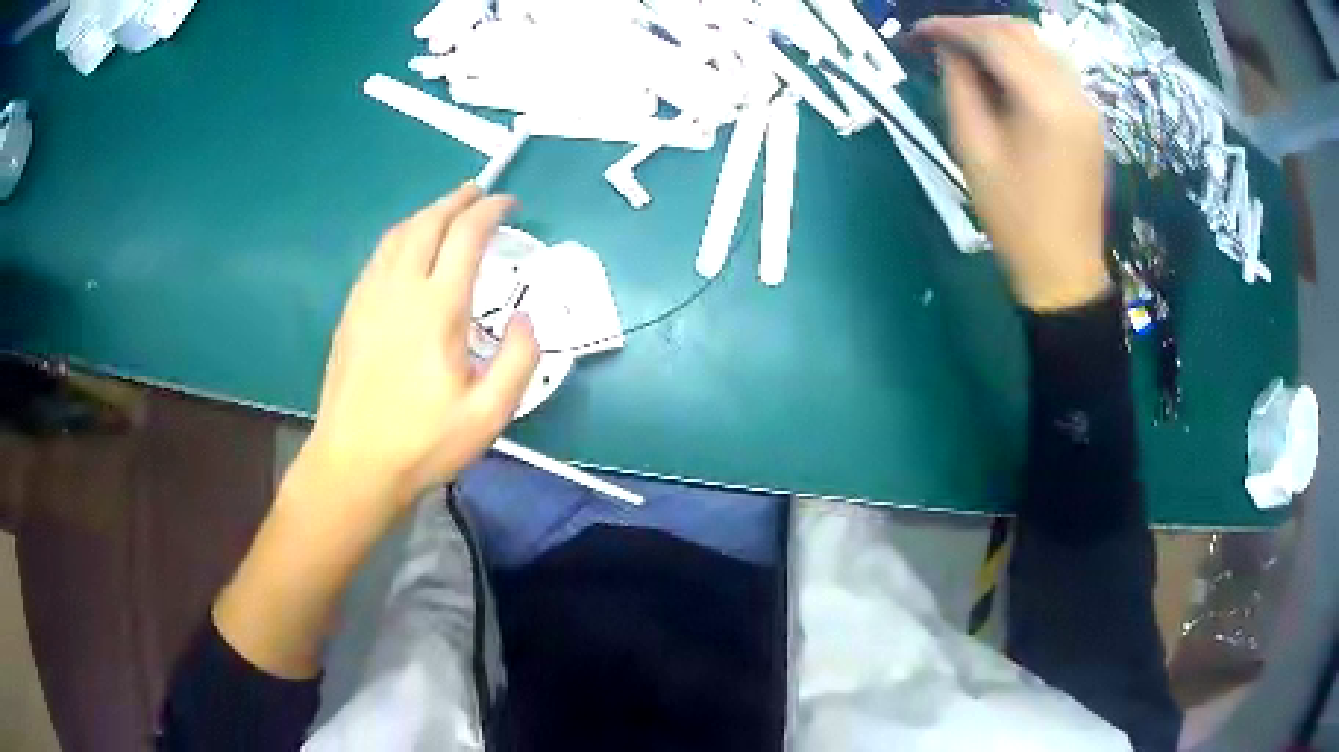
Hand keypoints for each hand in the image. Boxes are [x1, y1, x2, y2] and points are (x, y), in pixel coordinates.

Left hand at [293, 184, 538, 518]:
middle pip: (428, 223)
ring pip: (398, 235)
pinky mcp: (352, 313)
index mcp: (438, 308)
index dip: (490, 211)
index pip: (466, 236)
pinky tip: (407, 250)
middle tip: (478, 193)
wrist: (354, 463)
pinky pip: (378, 257)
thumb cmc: (422, 443)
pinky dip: (400, 238)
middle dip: (457, 200)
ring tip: (446, 213)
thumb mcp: (488, 415)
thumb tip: (527, 320)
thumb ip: (519, 361)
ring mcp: (370, 298)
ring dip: (426, 214)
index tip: (508, 204)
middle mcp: (400, 289)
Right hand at [917, 16, 1109, 311]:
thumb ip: (960, 88)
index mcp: (1045, 103)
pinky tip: (1000, 72)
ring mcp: (1086, 103)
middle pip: (1020, 31)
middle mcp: (1072, 92)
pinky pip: (1052, 66)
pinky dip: (1021, 57)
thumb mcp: (973, 151)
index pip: (994, 38)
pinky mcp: (1088, 115)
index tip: (919, 32)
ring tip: (966, 52)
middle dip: (976, 26)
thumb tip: (950, 50)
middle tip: (940, 39)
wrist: (1064, 268)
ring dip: (999, 38)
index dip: (952, 27)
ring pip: (1039, 44)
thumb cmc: (1014, 218)